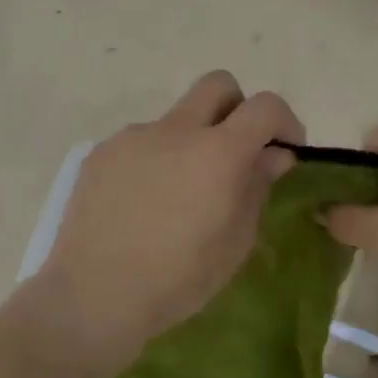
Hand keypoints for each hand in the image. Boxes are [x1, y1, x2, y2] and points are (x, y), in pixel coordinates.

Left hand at [32, 71, 303, 370]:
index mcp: (217, 152)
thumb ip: (256, 188)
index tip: (284, 150)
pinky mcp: (102, 152)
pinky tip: (142, 204)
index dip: (284, 121)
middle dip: (236, 109)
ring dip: (190, 142)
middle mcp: (175, 130)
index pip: (264, 106)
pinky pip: (140, 143)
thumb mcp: (234, 243)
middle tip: (235, 153)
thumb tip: (272, 155)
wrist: (93, 293)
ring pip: (175, 119)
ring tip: (178, 195)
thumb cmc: (177, 279)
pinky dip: (154, 161)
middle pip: (217, 85)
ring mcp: (133, 137)